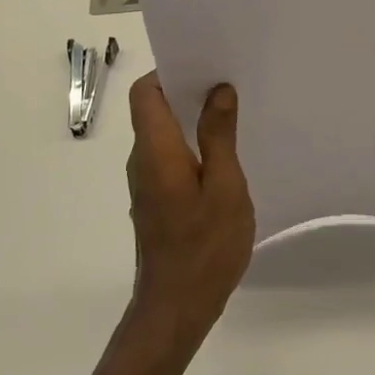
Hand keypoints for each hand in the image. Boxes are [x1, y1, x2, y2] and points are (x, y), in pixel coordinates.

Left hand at [124, 74, 255, 343]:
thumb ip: (219, 136)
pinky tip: (222, 156)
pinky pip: (168, 156)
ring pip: (162, 134)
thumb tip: (218, 90)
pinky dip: (190, 145)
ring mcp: (145, 182)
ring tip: (232, 115)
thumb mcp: (225, 187)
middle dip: (187, 91)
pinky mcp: (154, 199)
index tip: (205, 66)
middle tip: (229, 85)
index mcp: (156, 150)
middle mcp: (142, 160)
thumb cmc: (205, 247)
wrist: (176, 309)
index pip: (145, 93)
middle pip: (153, 109)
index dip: (169, 72)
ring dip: (191, 119)